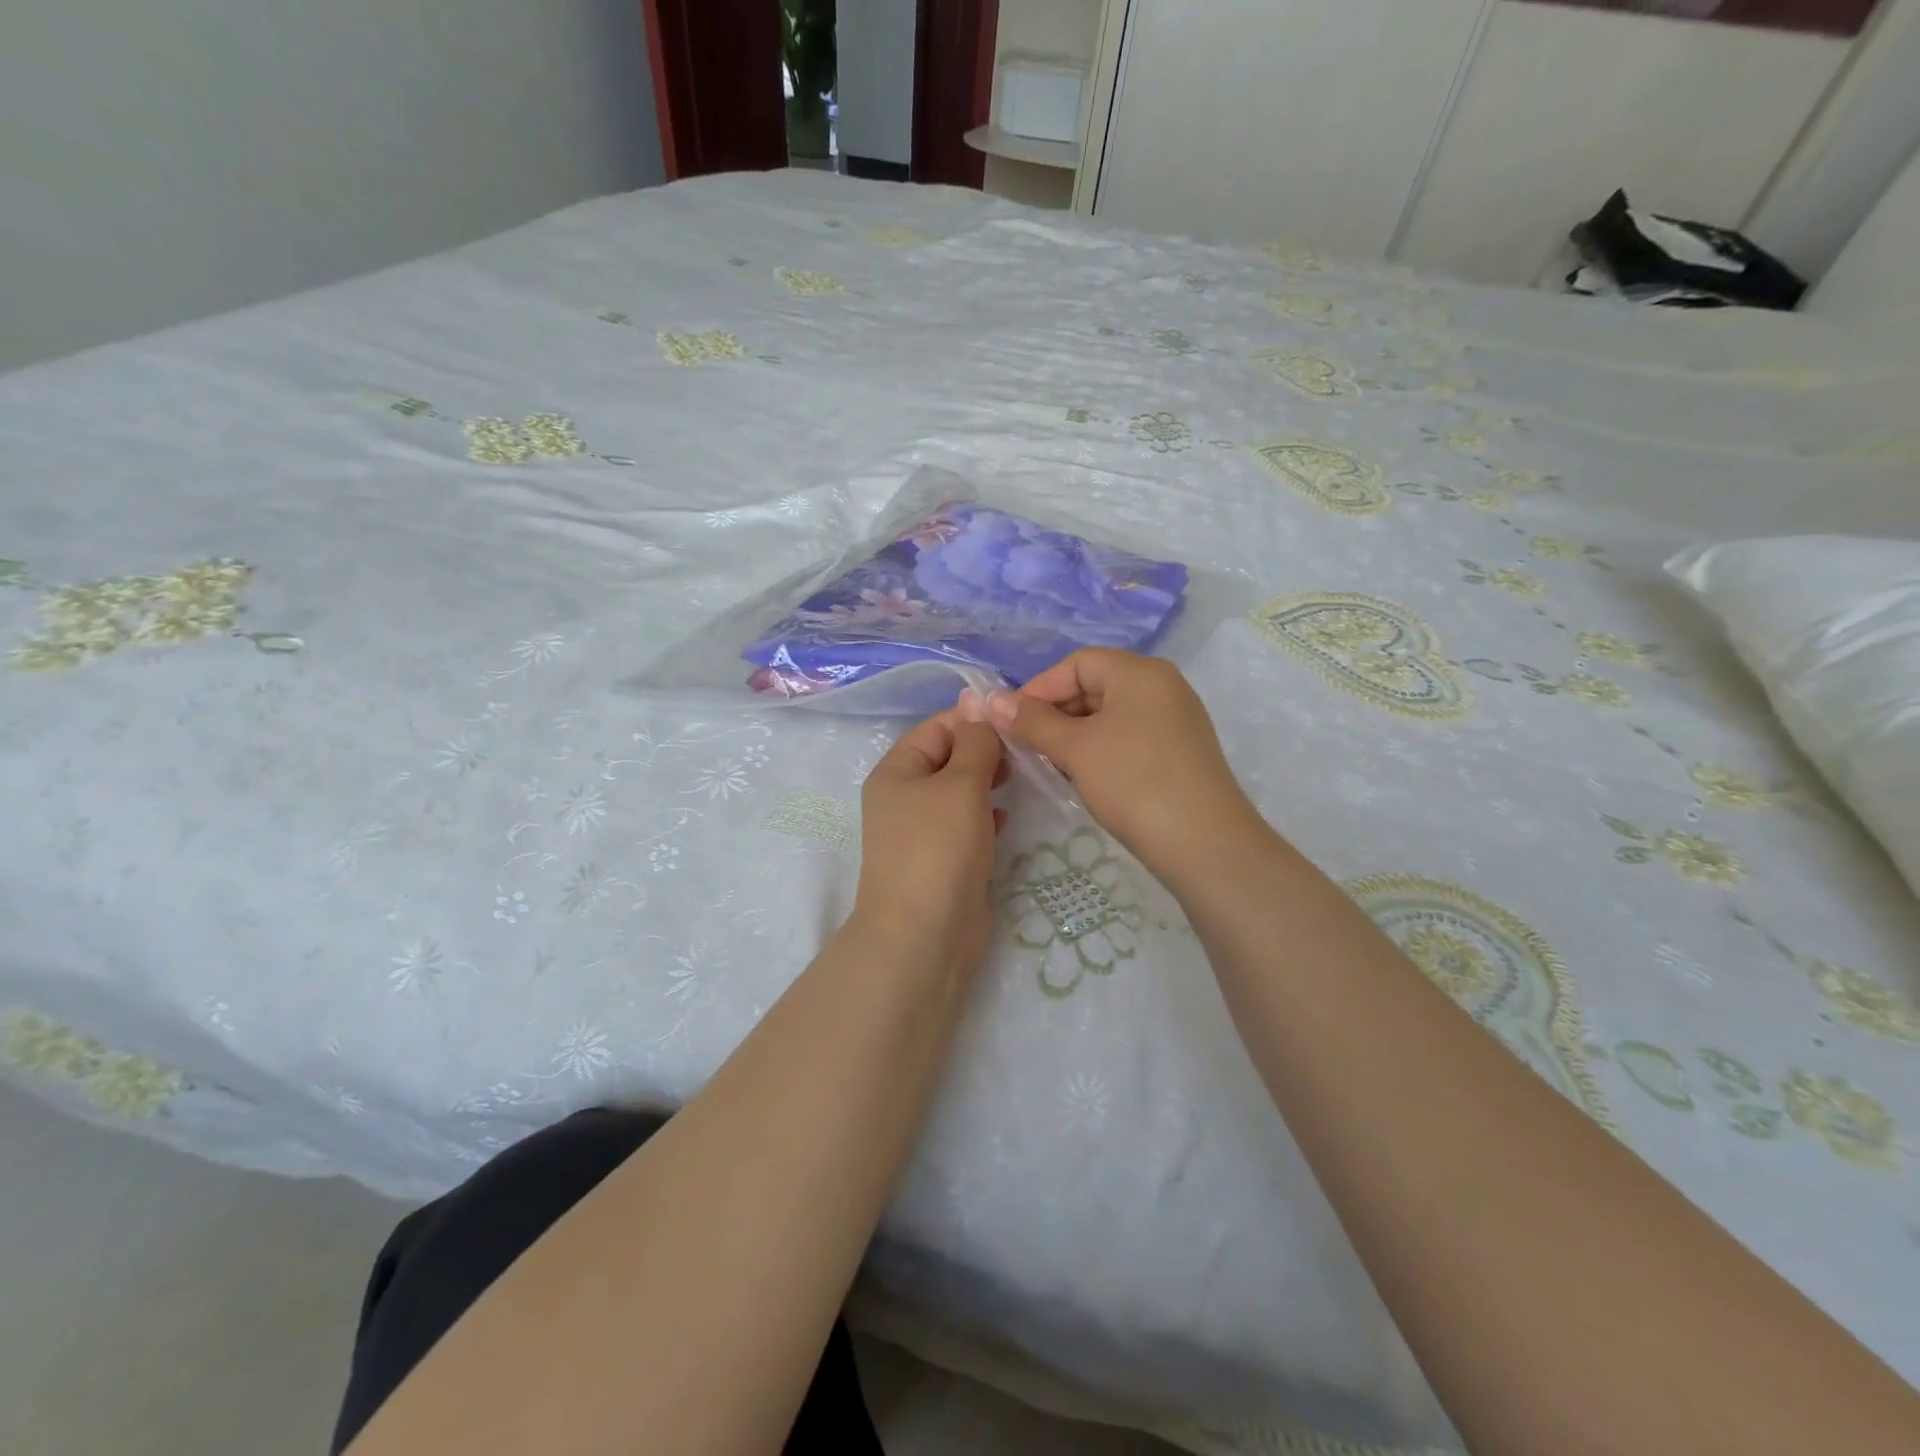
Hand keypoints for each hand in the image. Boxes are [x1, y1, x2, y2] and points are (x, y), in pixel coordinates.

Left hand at [853, 711, 1006, 976]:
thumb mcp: (961, 785)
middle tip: (1026, 751)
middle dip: (984, 752)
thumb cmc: (938, 848)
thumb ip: (975, 742)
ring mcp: (922, 831)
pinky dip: (986, 816)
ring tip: (1024, 777)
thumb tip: (978, 701)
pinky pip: (966, 825)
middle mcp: (904, 797)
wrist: (924, 934)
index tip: (1017, 720)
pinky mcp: (942, 860)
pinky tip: (1008, 817)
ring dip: (989, 783)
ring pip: (960, 793)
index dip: (974, 720)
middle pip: (948, 759)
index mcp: (897, 771)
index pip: (937, 728)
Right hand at [971, 650, 1262, 888]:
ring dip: (1074, 734)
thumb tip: (992, 700)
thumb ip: (1032, 721)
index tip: (1010, 722)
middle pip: (1095, 685)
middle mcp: (1162, 685)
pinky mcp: (1180, 750)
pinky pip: (1129, 736)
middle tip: (1027, 747)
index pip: (1076, 663)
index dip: (1038, 688)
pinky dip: (1100, 748)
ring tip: (1051, 764)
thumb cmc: (1134, 781)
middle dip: (1055, 713)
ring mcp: (1175, 718)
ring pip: (1110, 714)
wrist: (1204, 842)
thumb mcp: (1075, 749)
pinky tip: (1084, 776)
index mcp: (1139, 672)